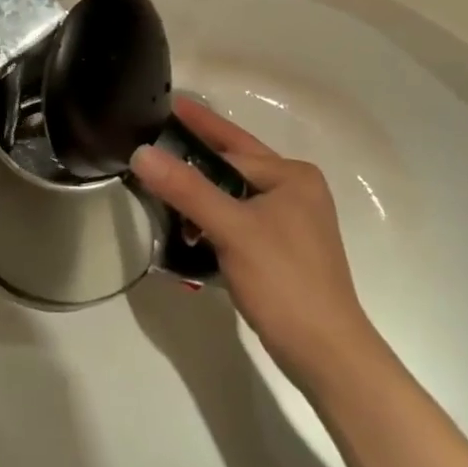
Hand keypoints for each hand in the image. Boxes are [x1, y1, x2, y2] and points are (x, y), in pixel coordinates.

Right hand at [132, 97, 372, 377]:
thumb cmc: (283, 281)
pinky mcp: (281, 252)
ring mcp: (291, 224)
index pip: (231, 148)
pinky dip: (211, 223)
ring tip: (158, 188)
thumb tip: (140, 152)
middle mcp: (295, 192)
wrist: (326, 356)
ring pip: (232, 197)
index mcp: (292, 176)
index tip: (164, 109)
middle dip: (194, 159)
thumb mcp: (231, 228)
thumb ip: (185, 188)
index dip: (195, 131)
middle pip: (232, 167)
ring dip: (199, 196)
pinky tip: (185, 231)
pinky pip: (237, 222)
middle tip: (153, 139)